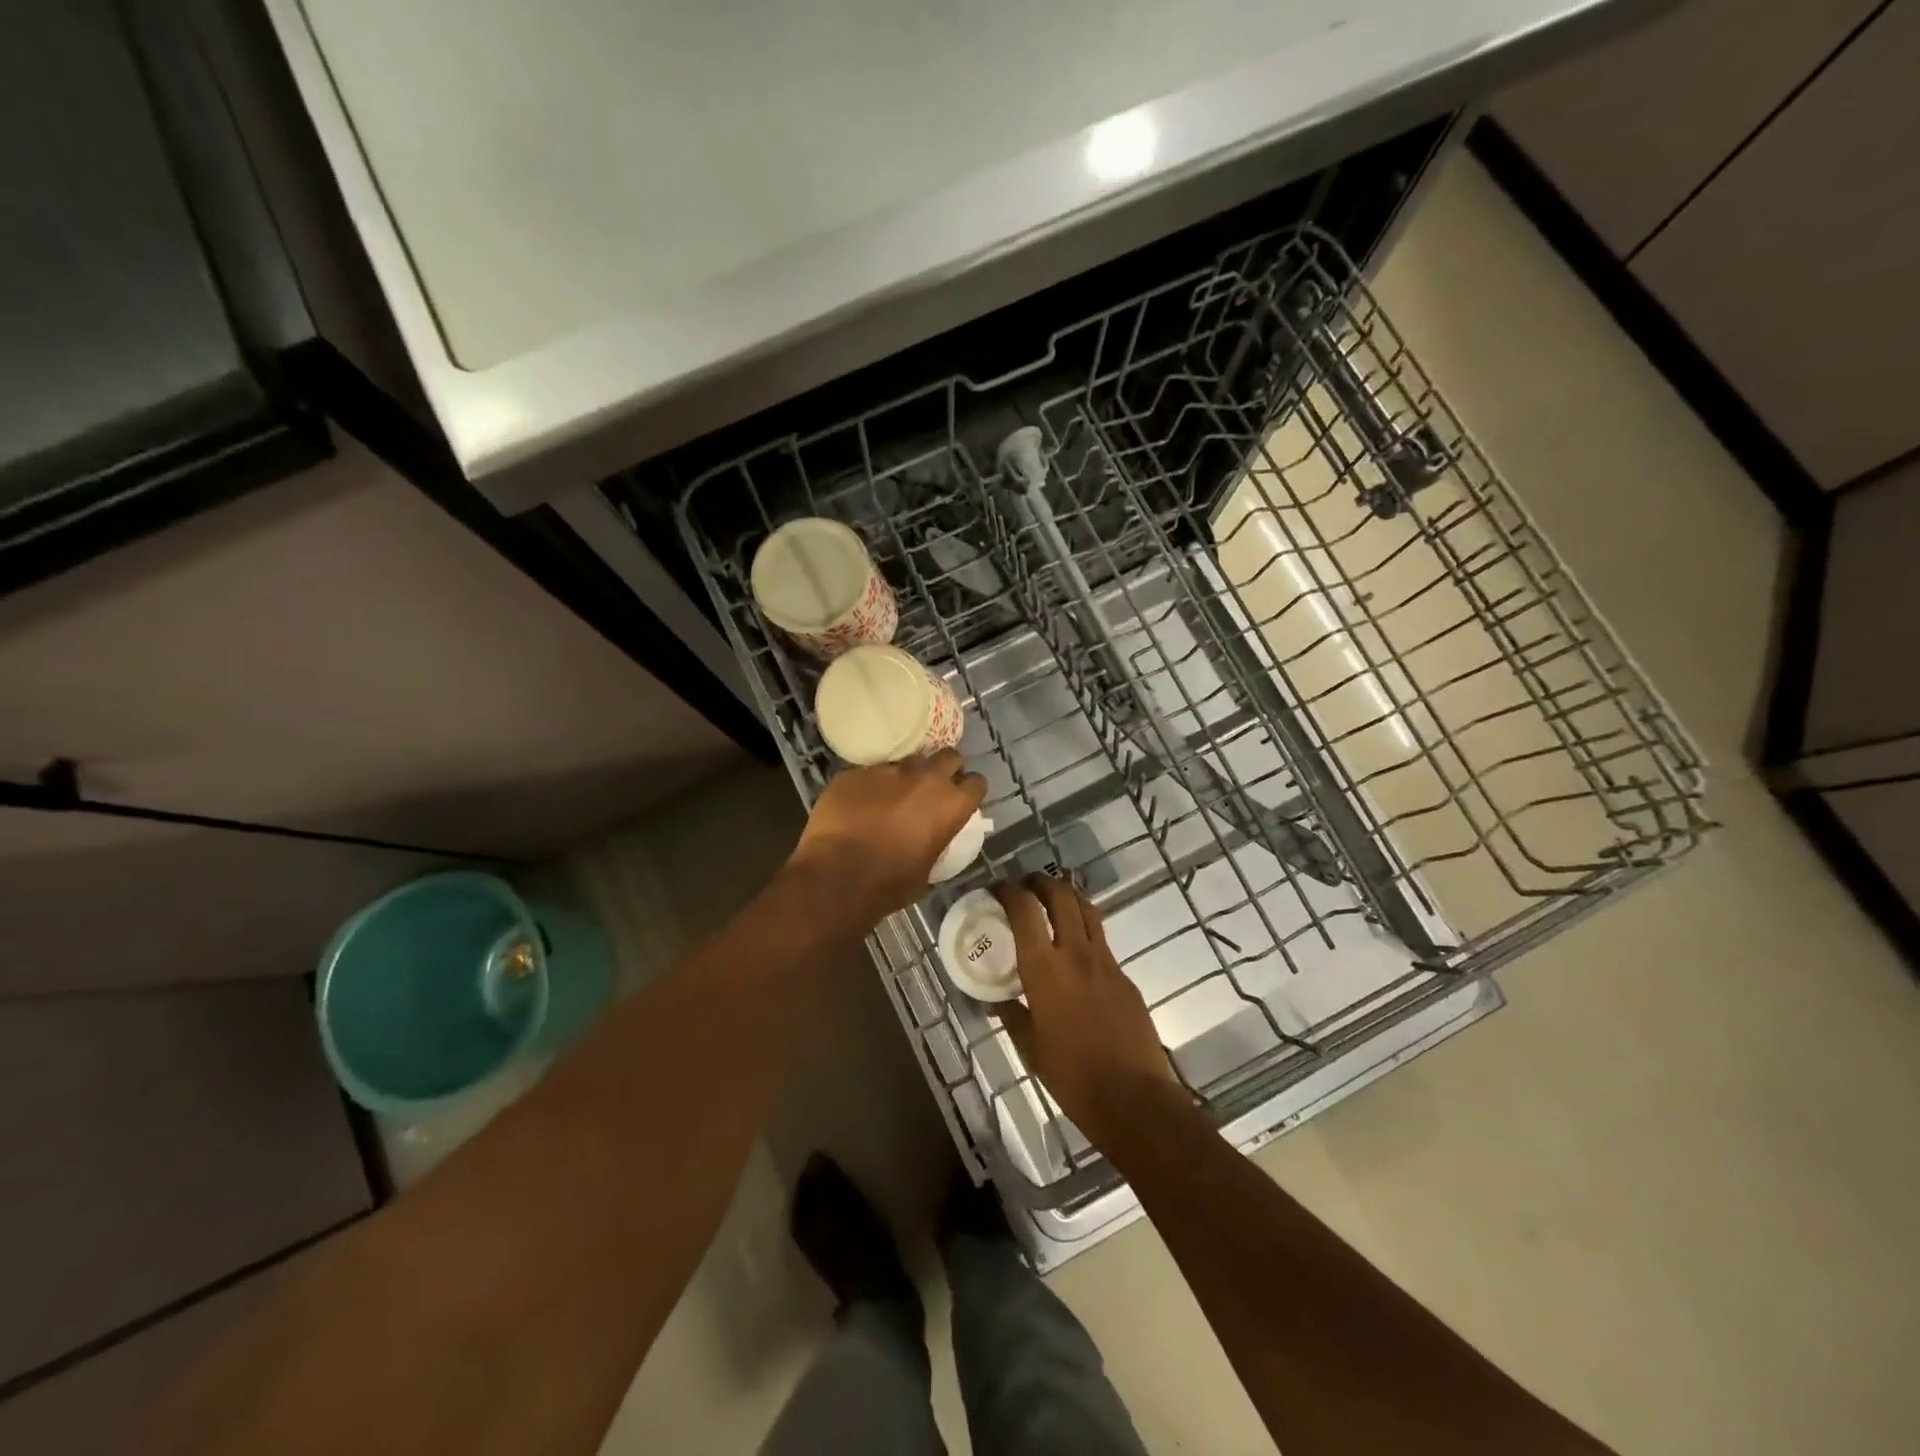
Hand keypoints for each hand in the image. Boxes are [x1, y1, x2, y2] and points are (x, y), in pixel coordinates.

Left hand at [787, 750, 987, 920]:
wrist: (836, 879)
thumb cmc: (889, 884)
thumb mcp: (929, 868)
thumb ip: (937, 840)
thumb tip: (932, 834)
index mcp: (950, 804)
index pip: (977, 783)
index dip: (969, 791)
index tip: (961, 800)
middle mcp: (924, 778)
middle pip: (948, 756)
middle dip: (945, 769)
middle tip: (933, 788)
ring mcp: (887, 771)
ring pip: (906, 762)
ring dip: (905, 777)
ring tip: (891, 797)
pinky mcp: (855, 772)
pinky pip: (870, 773)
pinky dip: (870, 786)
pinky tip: (858, 805)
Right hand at [992, 874, 1182, 1152]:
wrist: (1133, 1097)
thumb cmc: (1072, 1076)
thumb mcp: (1030, 1048)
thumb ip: (1012, 1015)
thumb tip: (997, 1001)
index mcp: (1044, 968)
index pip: (1024, 910)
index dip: (1008, 891)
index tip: (997, 889)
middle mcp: (1075, 953)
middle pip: (1060, 896)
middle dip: (1040, 882)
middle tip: (1025, 885)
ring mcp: (1105, 961)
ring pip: (1086, 910)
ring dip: (1067, 897)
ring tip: (1052, 901)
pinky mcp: (1125, 976)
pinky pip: (1101, 940)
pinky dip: (1083, 930)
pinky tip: (1075, 951)